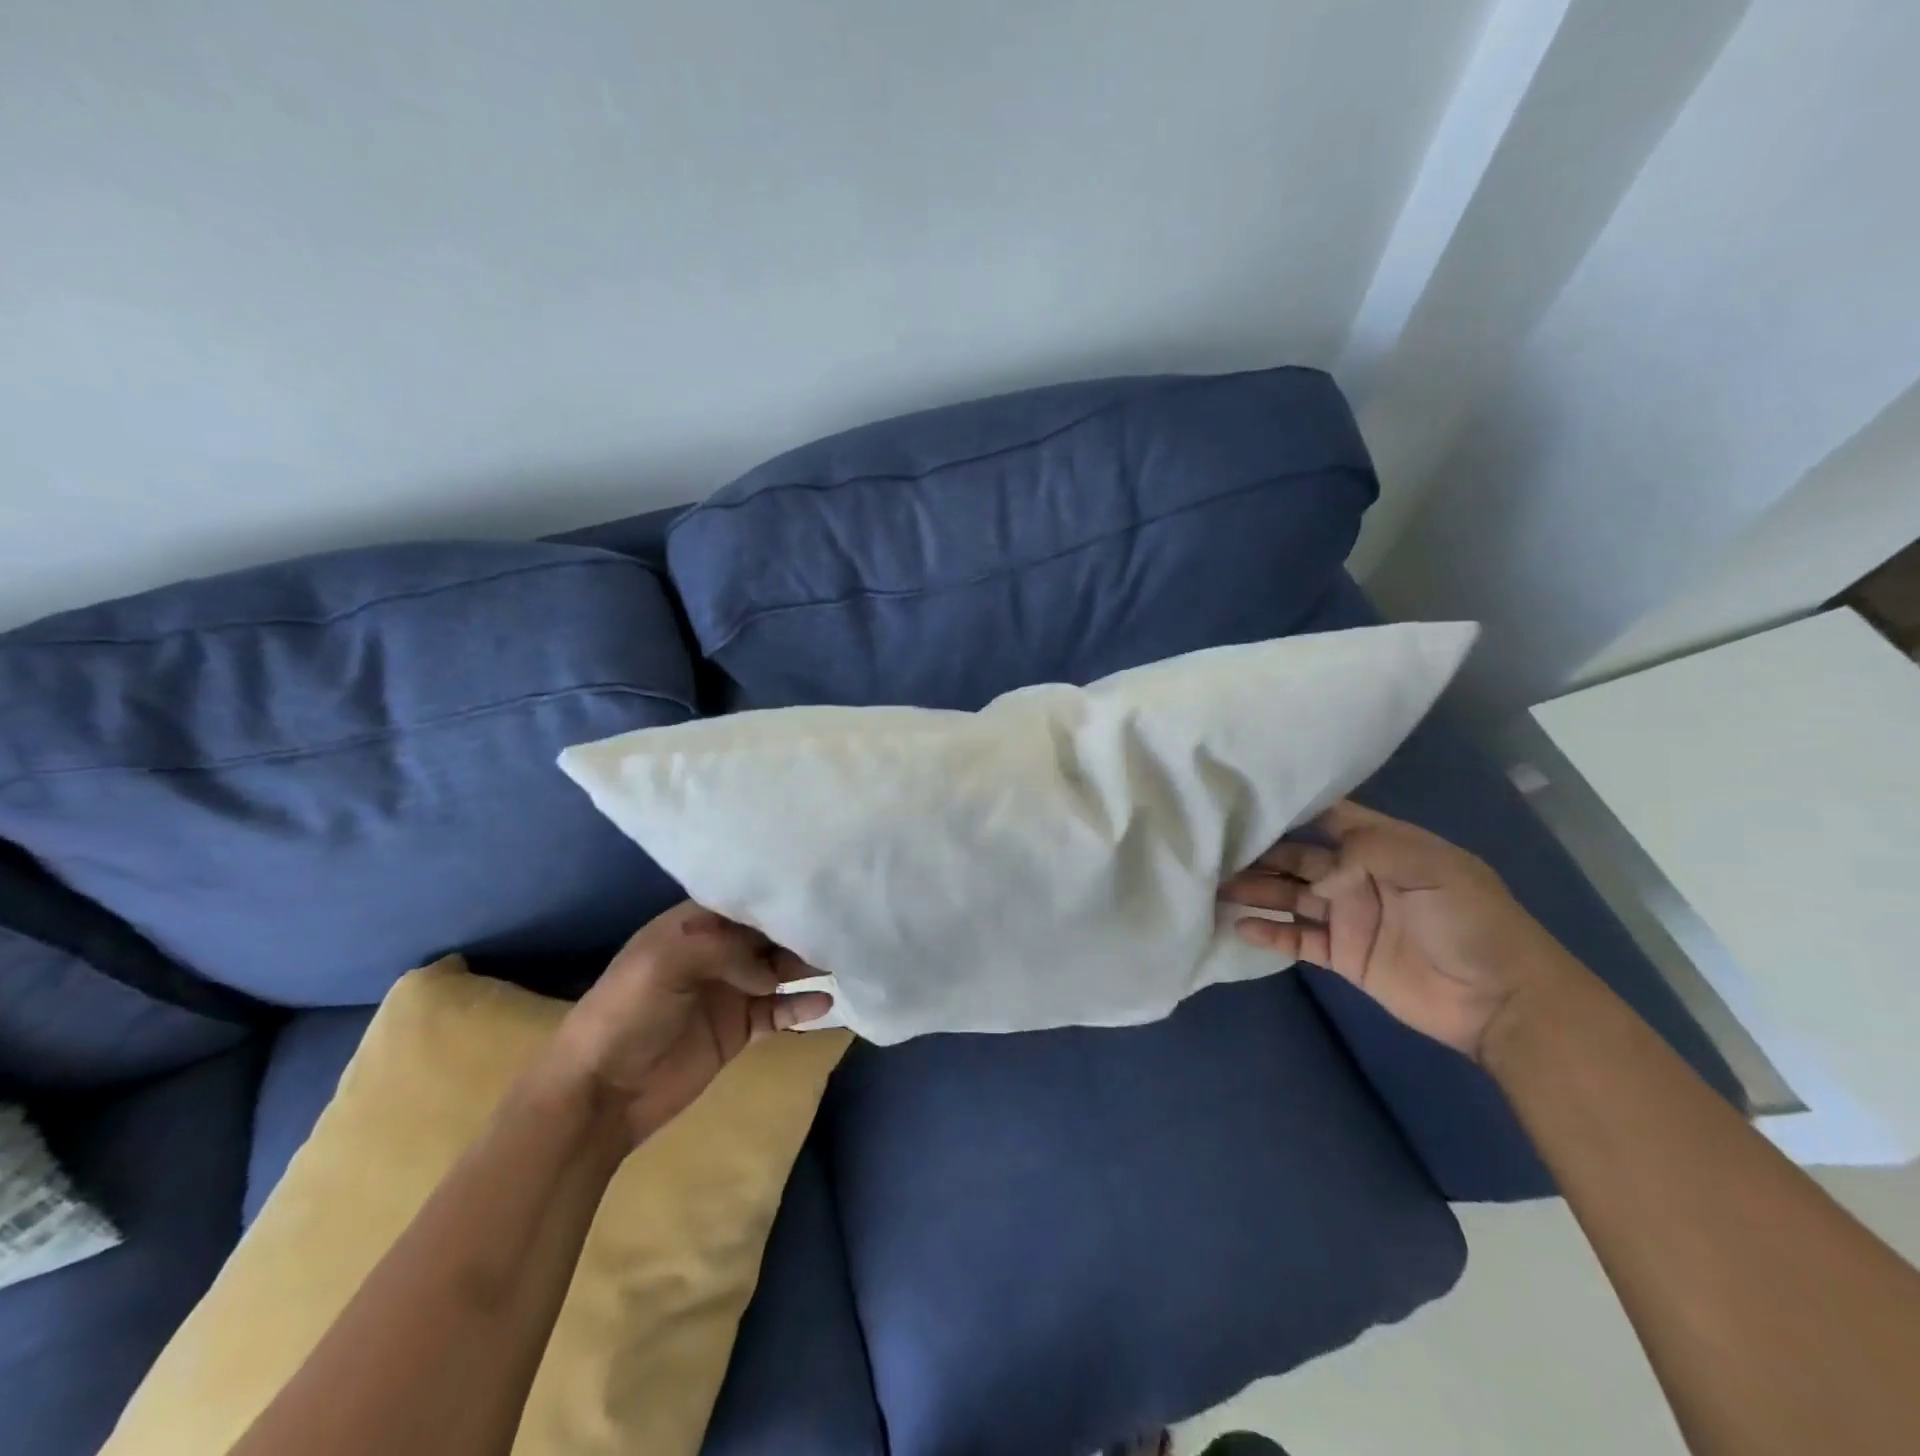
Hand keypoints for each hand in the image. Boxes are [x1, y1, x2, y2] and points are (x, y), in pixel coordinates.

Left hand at [546, 903, 832, 1146]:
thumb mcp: (664, 963)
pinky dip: (802, 1006)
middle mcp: (716, 952)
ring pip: (780, 970)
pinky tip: (825, 1002)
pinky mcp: (739, 1028)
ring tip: (842, 960)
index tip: (816, 892)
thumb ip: (723, 952)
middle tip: (840, 928)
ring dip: (808, 965)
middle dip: (801, 930)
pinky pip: (779, 1011)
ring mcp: (730, 990)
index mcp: (693, 927)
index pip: (745, 903)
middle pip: (769, 934)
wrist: (600, 1094)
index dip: (778, 898)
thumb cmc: (625, 1014)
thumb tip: (769, 974)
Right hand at [1219, 800, 1575, 1061]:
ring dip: (1255, 890)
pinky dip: (1268, 933)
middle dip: (1259, 852)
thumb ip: (1368, 854)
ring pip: (1289, 895)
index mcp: (1381, 846)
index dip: (1291, 808)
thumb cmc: (1473, 923)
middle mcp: (1357, 876)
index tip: (1247, 802)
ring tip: (1214, 885)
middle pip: (1297, 857)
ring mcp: (1347, 917)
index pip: (1328, 817)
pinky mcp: (1342, 956)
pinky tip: (1239, 925)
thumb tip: (1315, 875)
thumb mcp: (1433, 869)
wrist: (1503, 1001)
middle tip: (1214, 849)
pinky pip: (1297, 939)